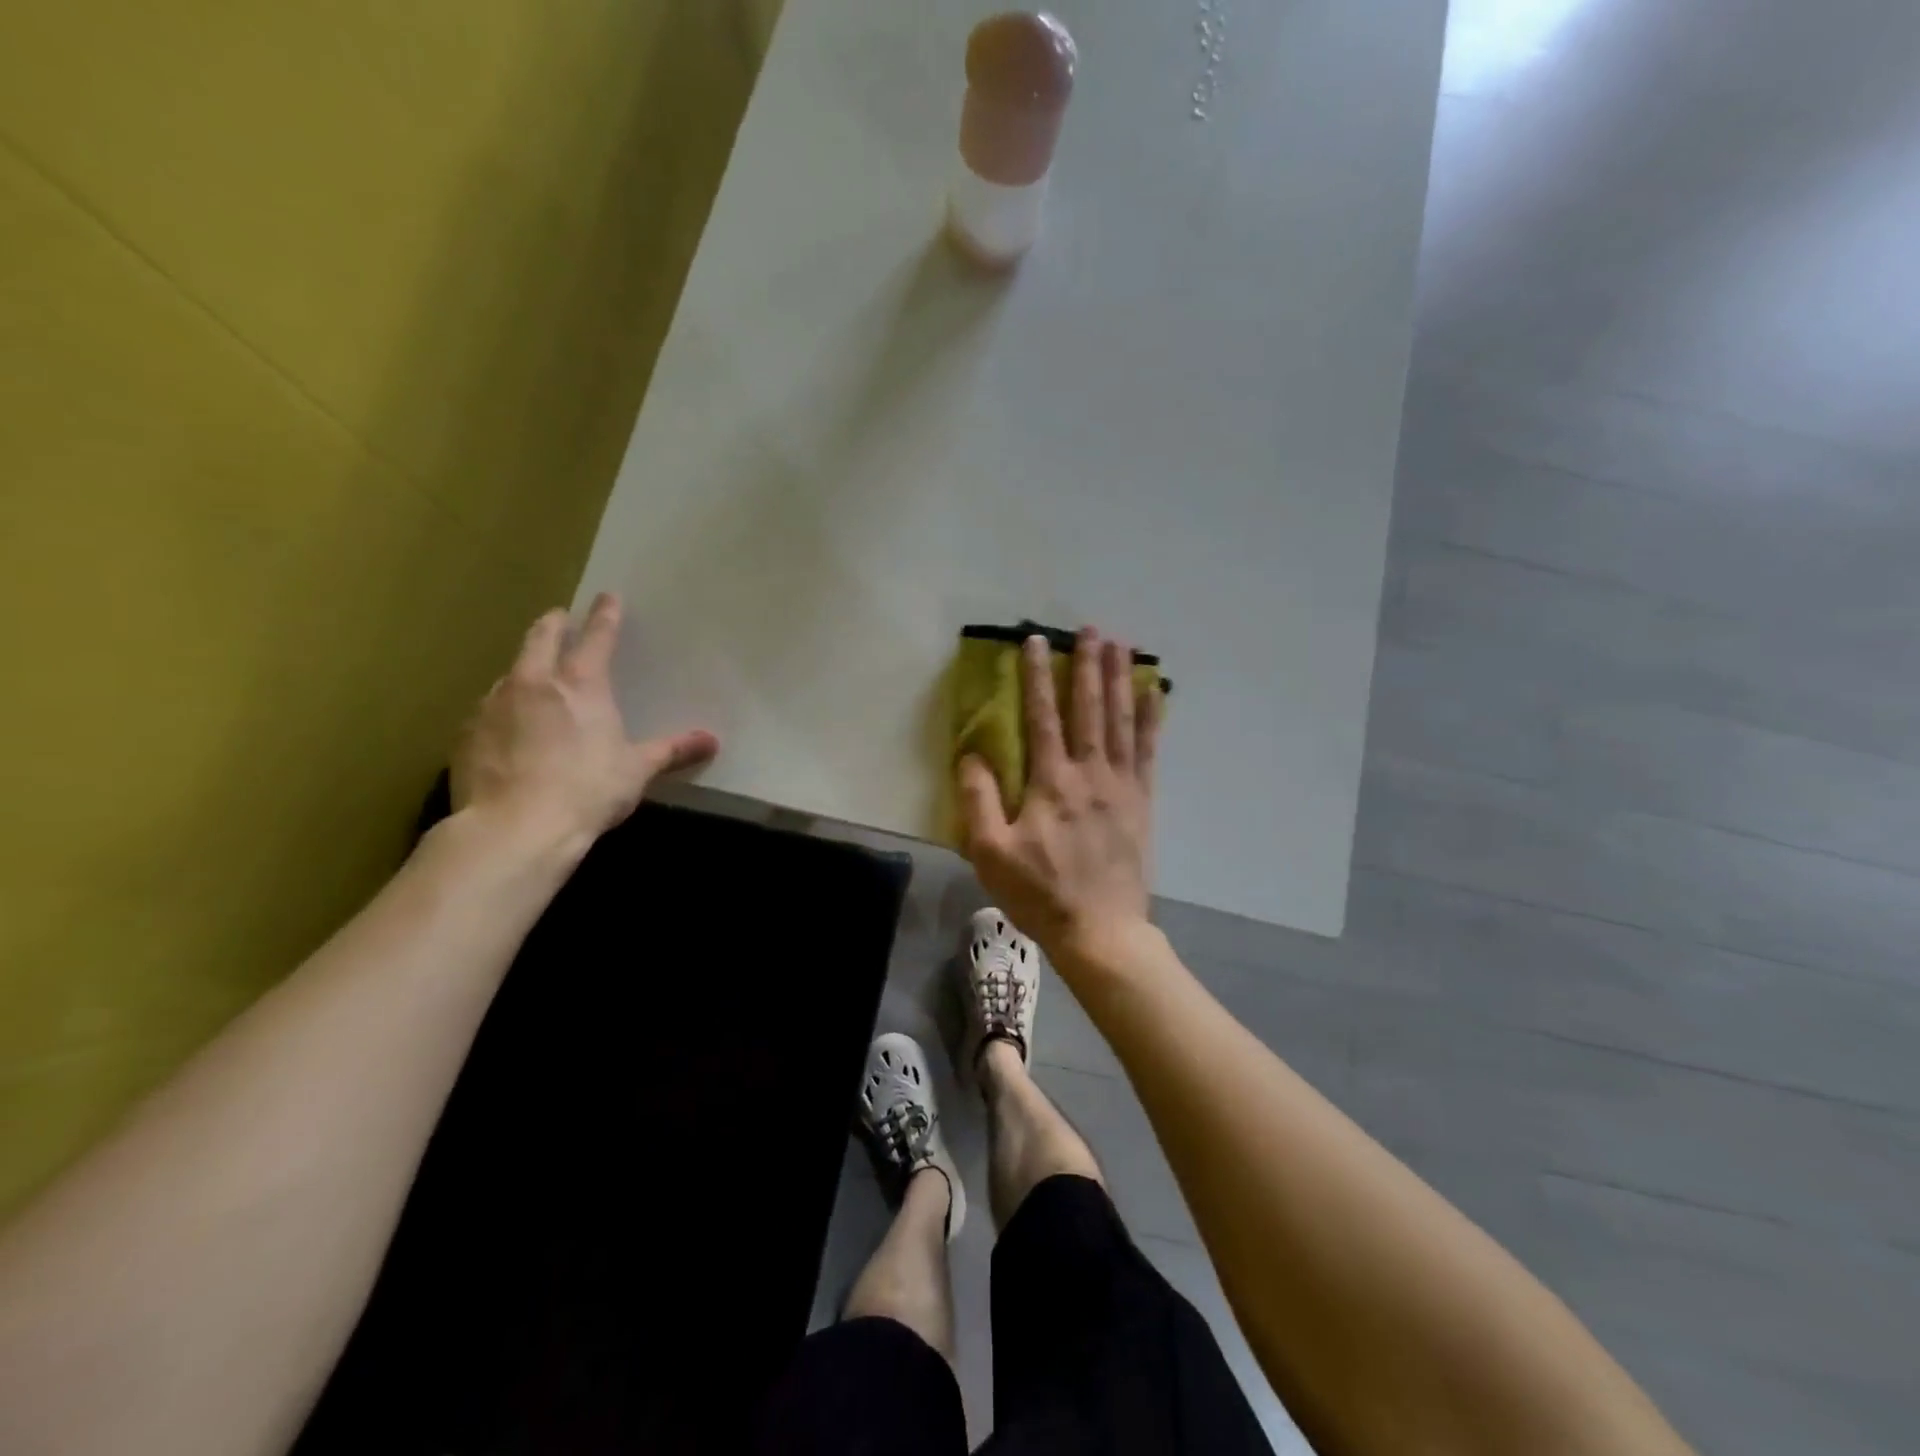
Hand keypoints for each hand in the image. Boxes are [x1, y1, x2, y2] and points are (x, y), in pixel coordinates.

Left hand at [451, 594, 717, 850]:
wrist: (515, 828)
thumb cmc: (588, 791)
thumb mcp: (637, 770)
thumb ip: (672, 750)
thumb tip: (711, 740)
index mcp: (582, 685)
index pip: (597, 637)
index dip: (605, 615)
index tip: (608, 596)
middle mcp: (534, 682)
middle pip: (541, 638)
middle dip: (553, 624)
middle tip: (559, 618)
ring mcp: (494, 704)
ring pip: (510, 672)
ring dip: (524, 668)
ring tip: (532, 676)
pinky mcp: (467, 733)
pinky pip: (487, 709)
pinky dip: (501, 707)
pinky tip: (506, 726)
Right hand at [957, 627, 1163, 974]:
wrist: (1100, 929)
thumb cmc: (1040, 892)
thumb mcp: (991, 852)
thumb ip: (979, 799)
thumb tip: (971, 755)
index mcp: (1052, 782)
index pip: (1043, 716)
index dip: (1038, 676)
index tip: (1036, 642)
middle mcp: (1090, 773)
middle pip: (1090, 708)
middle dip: (1089, 665)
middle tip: (1091, 628)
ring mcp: (1122, 785)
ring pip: (1122, 720)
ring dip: (1121, 679)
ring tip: (1123, 644)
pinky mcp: (1142, 801)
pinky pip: (1149, 750)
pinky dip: (1153, 718)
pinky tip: (1156, 692)